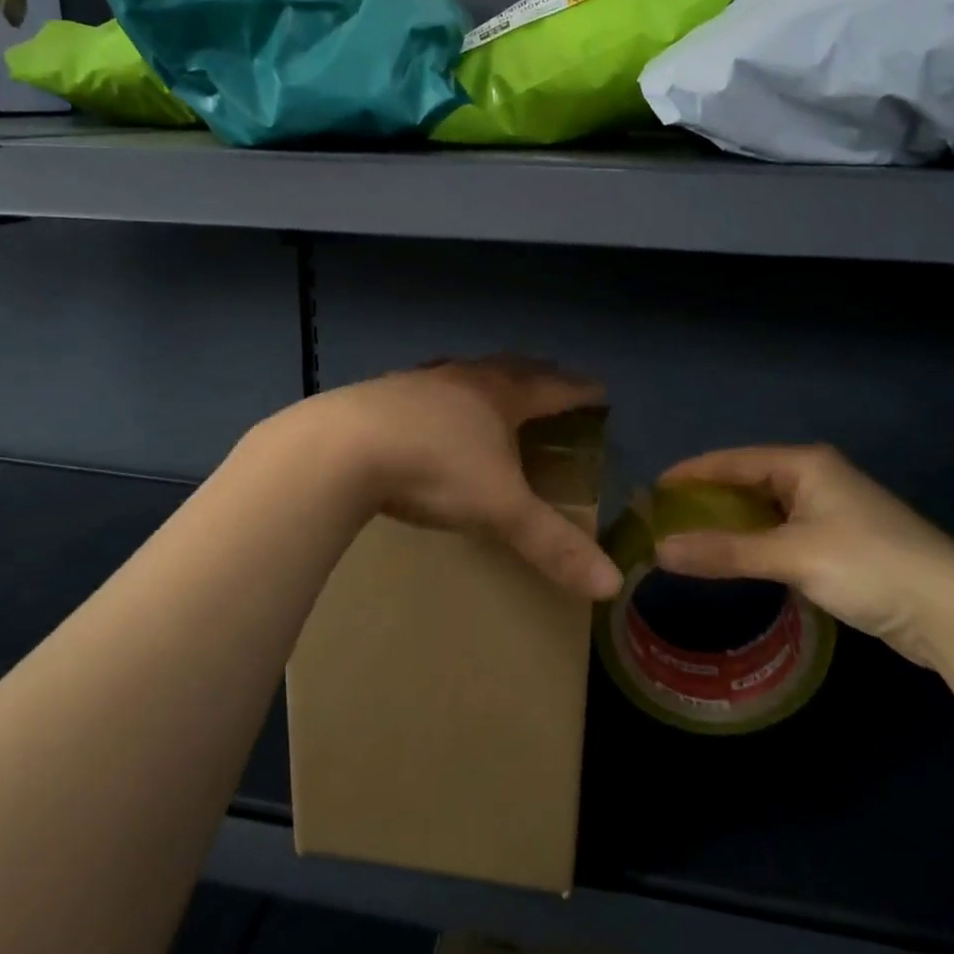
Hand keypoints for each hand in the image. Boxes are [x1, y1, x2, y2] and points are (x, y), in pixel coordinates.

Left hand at [314, 357, 621, 600]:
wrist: (343, 448)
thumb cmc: (436, 468)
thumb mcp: (502, 509)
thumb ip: (554, 545)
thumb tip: (610, 584)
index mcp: (501, 395)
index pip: (553, 387)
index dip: (579, 390)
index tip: (599, 390)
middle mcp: (464, 378)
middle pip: (511, 368)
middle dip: (537, 374)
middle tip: (553, 379)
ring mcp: (420, 381)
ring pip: (465, 371)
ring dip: (488, 376)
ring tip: (495, 385)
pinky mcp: (382, 391)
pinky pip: (426, 385)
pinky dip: (442, 391)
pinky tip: (430, 405)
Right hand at [655, 445, 953, 668]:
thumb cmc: (870, 566)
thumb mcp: (792, 557)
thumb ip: (726, 553)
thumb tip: (659, 551)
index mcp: (805, 464)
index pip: (733, 460)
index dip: (691, 473)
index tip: (651, 489)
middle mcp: (816, 478)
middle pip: (748, 482)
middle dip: (707, 500)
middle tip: (665, 519)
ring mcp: (832, 511)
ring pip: (766, 512)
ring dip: (731, 526)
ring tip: (689, 540)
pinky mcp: (842, 544)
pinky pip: (783, 535)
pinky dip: (756, 545)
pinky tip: (736, 561)